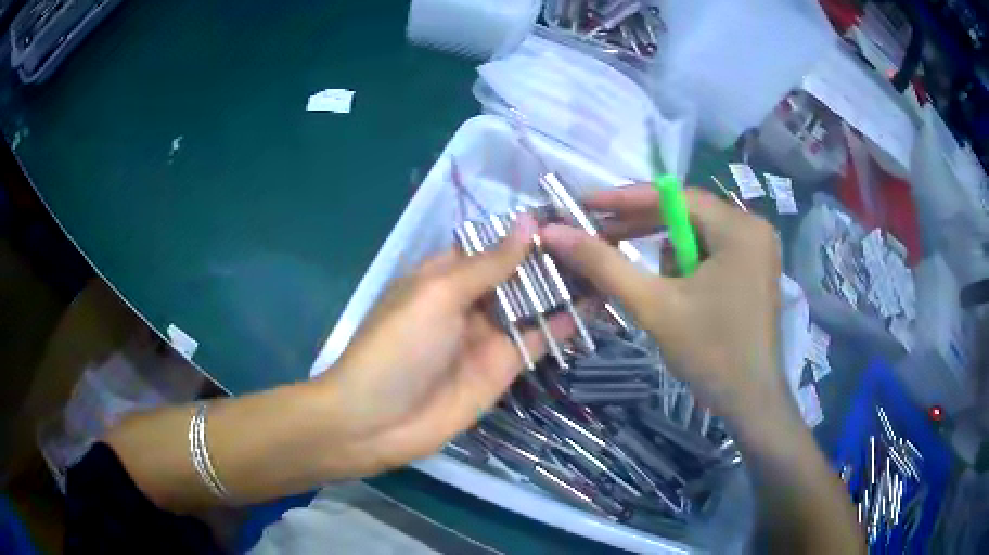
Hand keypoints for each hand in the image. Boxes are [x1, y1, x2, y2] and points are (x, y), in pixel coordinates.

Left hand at [320, 214, 576, 475]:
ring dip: (565, 287)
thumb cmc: (399, 347)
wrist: (379, 421)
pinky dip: (565, 323)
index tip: (571, 215)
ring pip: (533, 303)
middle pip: (517, 272)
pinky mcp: (505, 366)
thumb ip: (488, 263)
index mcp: (445, 274)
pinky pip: (538, 338)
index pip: (492, 243)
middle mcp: (469, 299)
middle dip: (552, 258)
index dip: (526, 231)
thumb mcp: (438, 294)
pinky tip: (599, 305)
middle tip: (602, 240)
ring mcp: (489, 333)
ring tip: (609, 265)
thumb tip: (528, 222)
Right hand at [541, 185, 784, 424]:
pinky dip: (686, 268)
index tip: (583, 203)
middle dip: (643, 228)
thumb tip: (554, 232)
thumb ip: (603, 264)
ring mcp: (757, 250)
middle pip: (686, 214)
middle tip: (599, 236)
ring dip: (667, 257)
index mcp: (738, 228)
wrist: (750, 402)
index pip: (674, 197)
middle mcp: (753, 228)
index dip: (625, 199)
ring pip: (696, 236)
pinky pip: (710, 253)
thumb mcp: (653, 305)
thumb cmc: (709, 352)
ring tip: (655, 292)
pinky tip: (678, 297)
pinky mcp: (754, 270)